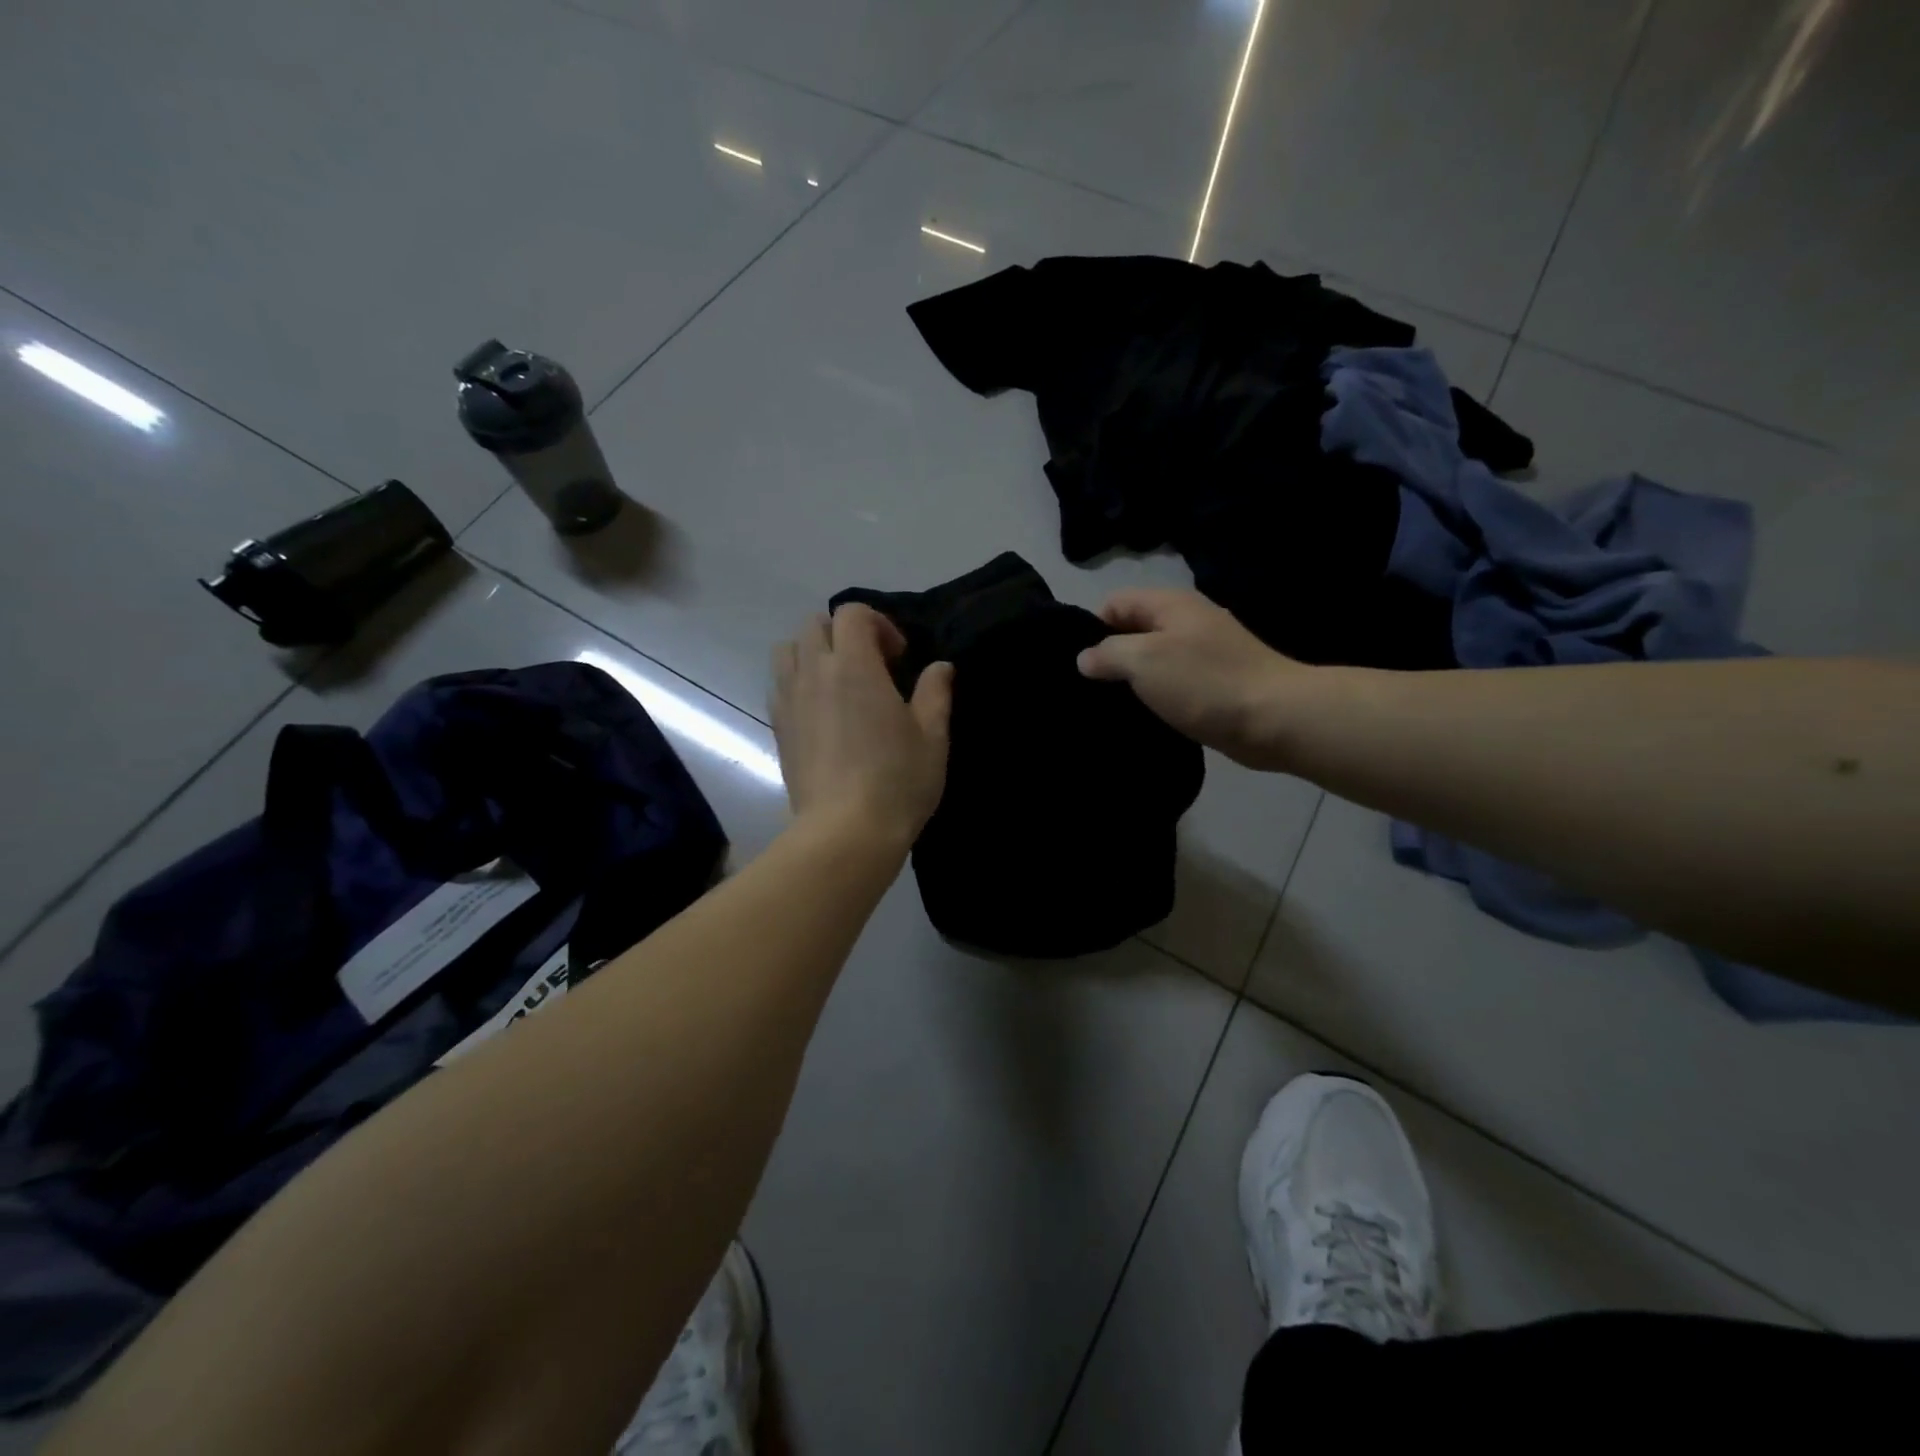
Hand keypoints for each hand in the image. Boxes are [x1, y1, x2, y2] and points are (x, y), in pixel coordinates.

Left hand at [771, 605, 953, 847]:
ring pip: (788, 649)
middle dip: (845, 633)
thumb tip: (940, 667)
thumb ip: (935, 692)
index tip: (899, 657)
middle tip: (873, 666)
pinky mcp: (778, 727)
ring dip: (814, 652)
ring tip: (840, 682)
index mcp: (854, 666)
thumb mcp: (932, 736)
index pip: (852, 613)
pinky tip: (822, 711)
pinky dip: (798, 681)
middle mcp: (814, 672)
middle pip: (815, 624)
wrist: (845, 832)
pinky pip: (780, 684)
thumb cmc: (897, 781)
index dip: (879, 624)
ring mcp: (789, 700)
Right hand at [1076, 590, 1304, 767]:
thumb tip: (1085, 658)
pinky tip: (1142, 718)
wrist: (1275, 719)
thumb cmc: (1204, 682)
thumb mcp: (1143, 660)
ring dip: (1132, 681)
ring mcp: (1204, 654)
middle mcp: (1187, 622)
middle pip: (1134, 631)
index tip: (1079, 664)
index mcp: (1170, 604)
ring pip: (1153, 661)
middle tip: (1088, 690)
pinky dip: (1156, 698)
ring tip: (1109, 707)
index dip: (1092, 628)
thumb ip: (1107, 654)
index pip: (1115, 603)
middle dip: (1110, 657)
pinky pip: (1172, 685)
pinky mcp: (1214, 685)